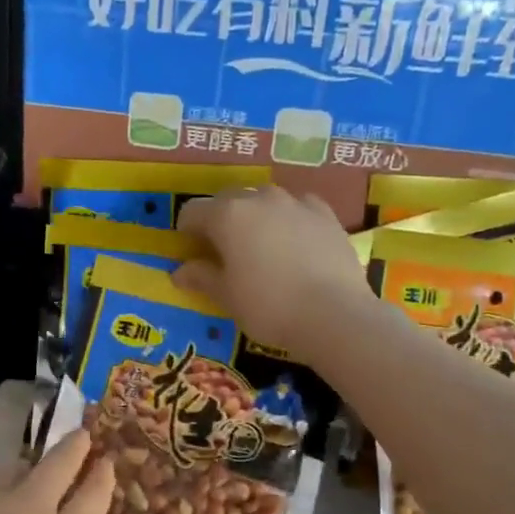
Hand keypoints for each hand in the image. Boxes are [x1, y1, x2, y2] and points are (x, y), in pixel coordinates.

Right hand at [174, 186, 370, 359]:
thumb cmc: (269, 307)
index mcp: (227, 215)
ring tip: (262, 245)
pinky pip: (299, 208)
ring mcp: (296, 203)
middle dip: (221, 219)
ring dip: (257, 216)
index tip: (190, 250)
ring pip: (266, 199)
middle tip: (224, 250)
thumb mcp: (227, 297)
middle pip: (230, 200)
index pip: (193, 211)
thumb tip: (180, 271)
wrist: (334, 314)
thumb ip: (202, 277)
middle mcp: (260, 199)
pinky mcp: (326, 215)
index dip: (187, 230)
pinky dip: (291, 219)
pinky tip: (296, 242)